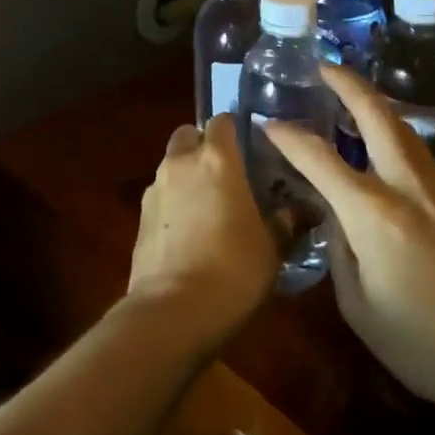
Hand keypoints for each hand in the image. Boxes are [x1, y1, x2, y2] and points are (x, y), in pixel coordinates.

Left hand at [126, 114, 279, 357]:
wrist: (171, 313)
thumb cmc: (232, 270)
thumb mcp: (271, 249)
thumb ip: (283, 222)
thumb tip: (294, 212)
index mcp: (217, 159)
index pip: (222, 121)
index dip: (234, 130)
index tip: (249, 147)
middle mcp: (182, 163)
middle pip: (188, 135)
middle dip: (202, 145)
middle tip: (224, 173)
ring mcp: (156, 189)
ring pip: (171, 165)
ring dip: (186, 175)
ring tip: (206, 207)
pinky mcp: (139, 218)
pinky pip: (160, 196)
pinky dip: (172, 204)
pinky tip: (187, 233)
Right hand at [265, 64, 434, 418]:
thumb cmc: (429, 345)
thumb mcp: (362, 311)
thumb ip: (340, 253)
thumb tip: (336, 218)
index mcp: (373, 213)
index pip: (319, 159)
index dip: (290, 137)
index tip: (270, 123)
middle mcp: (407, 184)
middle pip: (375, 113)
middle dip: (347, 83)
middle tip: (325, 66)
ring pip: (403, 130)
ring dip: (375, 107)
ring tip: (354, 101)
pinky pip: (422, 159)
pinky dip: (397, 144)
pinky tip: (390, 161)